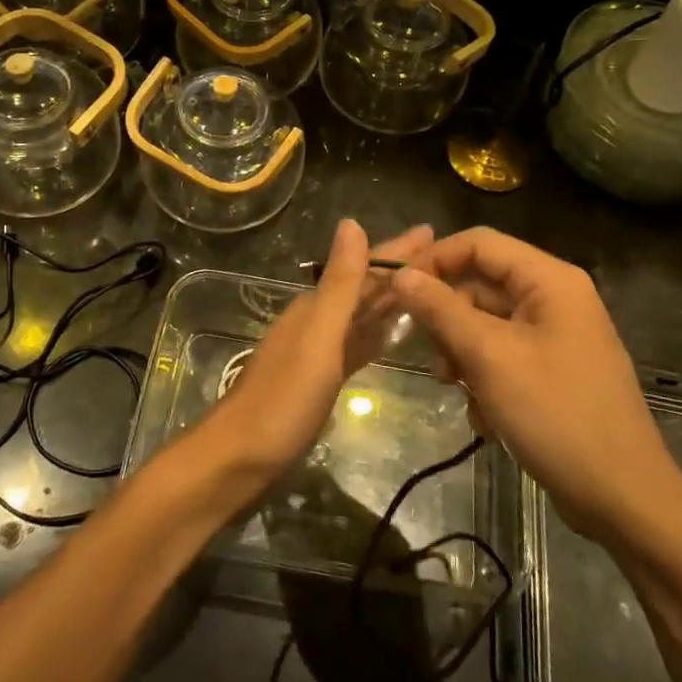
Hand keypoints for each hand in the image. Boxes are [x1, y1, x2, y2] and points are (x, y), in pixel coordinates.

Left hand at [187, 220, 432, 486]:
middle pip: (365, 288)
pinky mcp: (320, 380)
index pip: (364, 267)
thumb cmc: (282, 400)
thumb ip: (339, 285)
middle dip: (400, 271)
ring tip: (426, 289)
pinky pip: (356, 346)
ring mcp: (318, 351)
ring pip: (362, 315)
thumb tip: (351, 222)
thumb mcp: (318, 339)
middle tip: (441, 257)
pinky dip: (375, 334)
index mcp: (317, 307)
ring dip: (391, 300)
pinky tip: (391, 335)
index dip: (397, 251)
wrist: (240, 459)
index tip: (431, 231)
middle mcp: (317, 321)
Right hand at [393, 228, 681, 544]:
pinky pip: (502, 356)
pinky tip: (486, 417)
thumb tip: (401, 273)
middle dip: (449, 320)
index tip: (397, 290)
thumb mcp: (489, 356)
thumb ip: (440, 309)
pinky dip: (484, 379)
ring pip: (486, 324)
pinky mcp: (553, 371)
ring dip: (462, 354)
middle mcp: (554, 298)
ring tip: (458, 390)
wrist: (624, 500)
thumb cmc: (556, 414)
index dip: (434, 259)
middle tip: (434, 359)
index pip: (478, 243)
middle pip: (480, 285)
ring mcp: (555, 336)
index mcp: (549, 280)